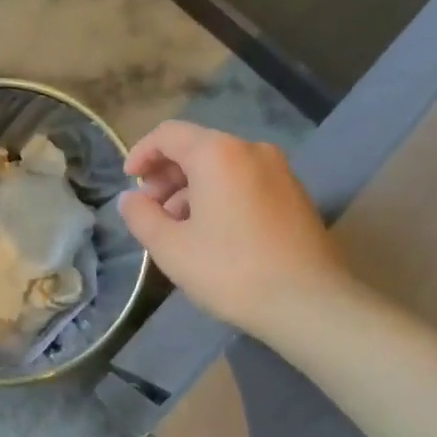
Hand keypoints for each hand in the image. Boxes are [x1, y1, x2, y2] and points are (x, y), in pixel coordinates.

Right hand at [120, 121, 349, 337]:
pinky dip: (219, 196)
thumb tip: (130, 199)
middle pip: (196, 148)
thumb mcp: (170, 247)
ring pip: (221, 167)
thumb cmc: (231, 270)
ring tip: (177, 228)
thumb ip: (141, 216)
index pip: (168, 134)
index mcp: (218, 153)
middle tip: (149, 210)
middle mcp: (251, 150)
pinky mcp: (294, 194)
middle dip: (166, 175)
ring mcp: (279, 171)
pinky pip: (244, 182)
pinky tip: (211, 233)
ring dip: (191, 189)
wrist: (309, 303)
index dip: (141, 153)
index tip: (128, 181)